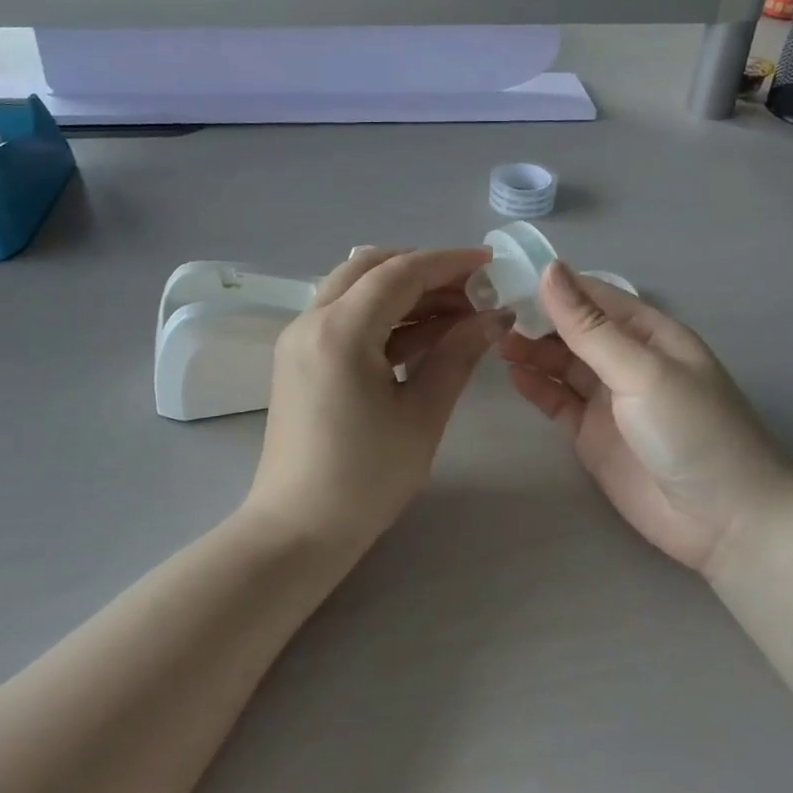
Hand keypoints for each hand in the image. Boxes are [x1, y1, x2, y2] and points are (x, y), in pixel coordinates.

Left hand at [245, 247, 512, 555]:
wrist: (297, 530)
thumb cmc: (365, 478)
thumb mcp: (421, 415)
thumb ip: (457, 355)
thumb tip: (494, 317)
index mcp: (340, 330)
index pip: (400, 273)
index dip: (448, 262)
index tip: (489, 262)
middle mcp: (312, 320)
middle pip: (372, 268)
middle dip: (425, 271)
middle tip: (471, 291)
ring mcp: (301, 338)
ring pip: (357, 289)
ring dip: (405, 292)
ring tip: (457, 313)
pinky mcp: (300, 357)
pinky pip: (346, 316)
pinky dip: (384, 316)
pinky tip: (425, 335)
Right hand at [500, 262, 792, 575]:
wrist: (726, 522)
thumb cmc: (692, 431)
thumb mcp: (641, 371)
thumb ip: (590, 326)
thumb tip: (550, 269)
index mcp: (649, 334)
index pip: (594, 296)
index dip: (553, 285)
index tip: (506, 274)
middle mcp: (627, 360)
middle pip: (573, 328)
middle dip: (536, 317)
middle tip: (488, 310)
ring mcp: (609, 399)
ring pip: (562, 363)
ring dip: (531, 349)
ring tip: (493, 339)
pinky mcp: (593, 435)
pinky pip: (557, 401)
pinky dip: (535, 386)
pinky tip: (511, 372)